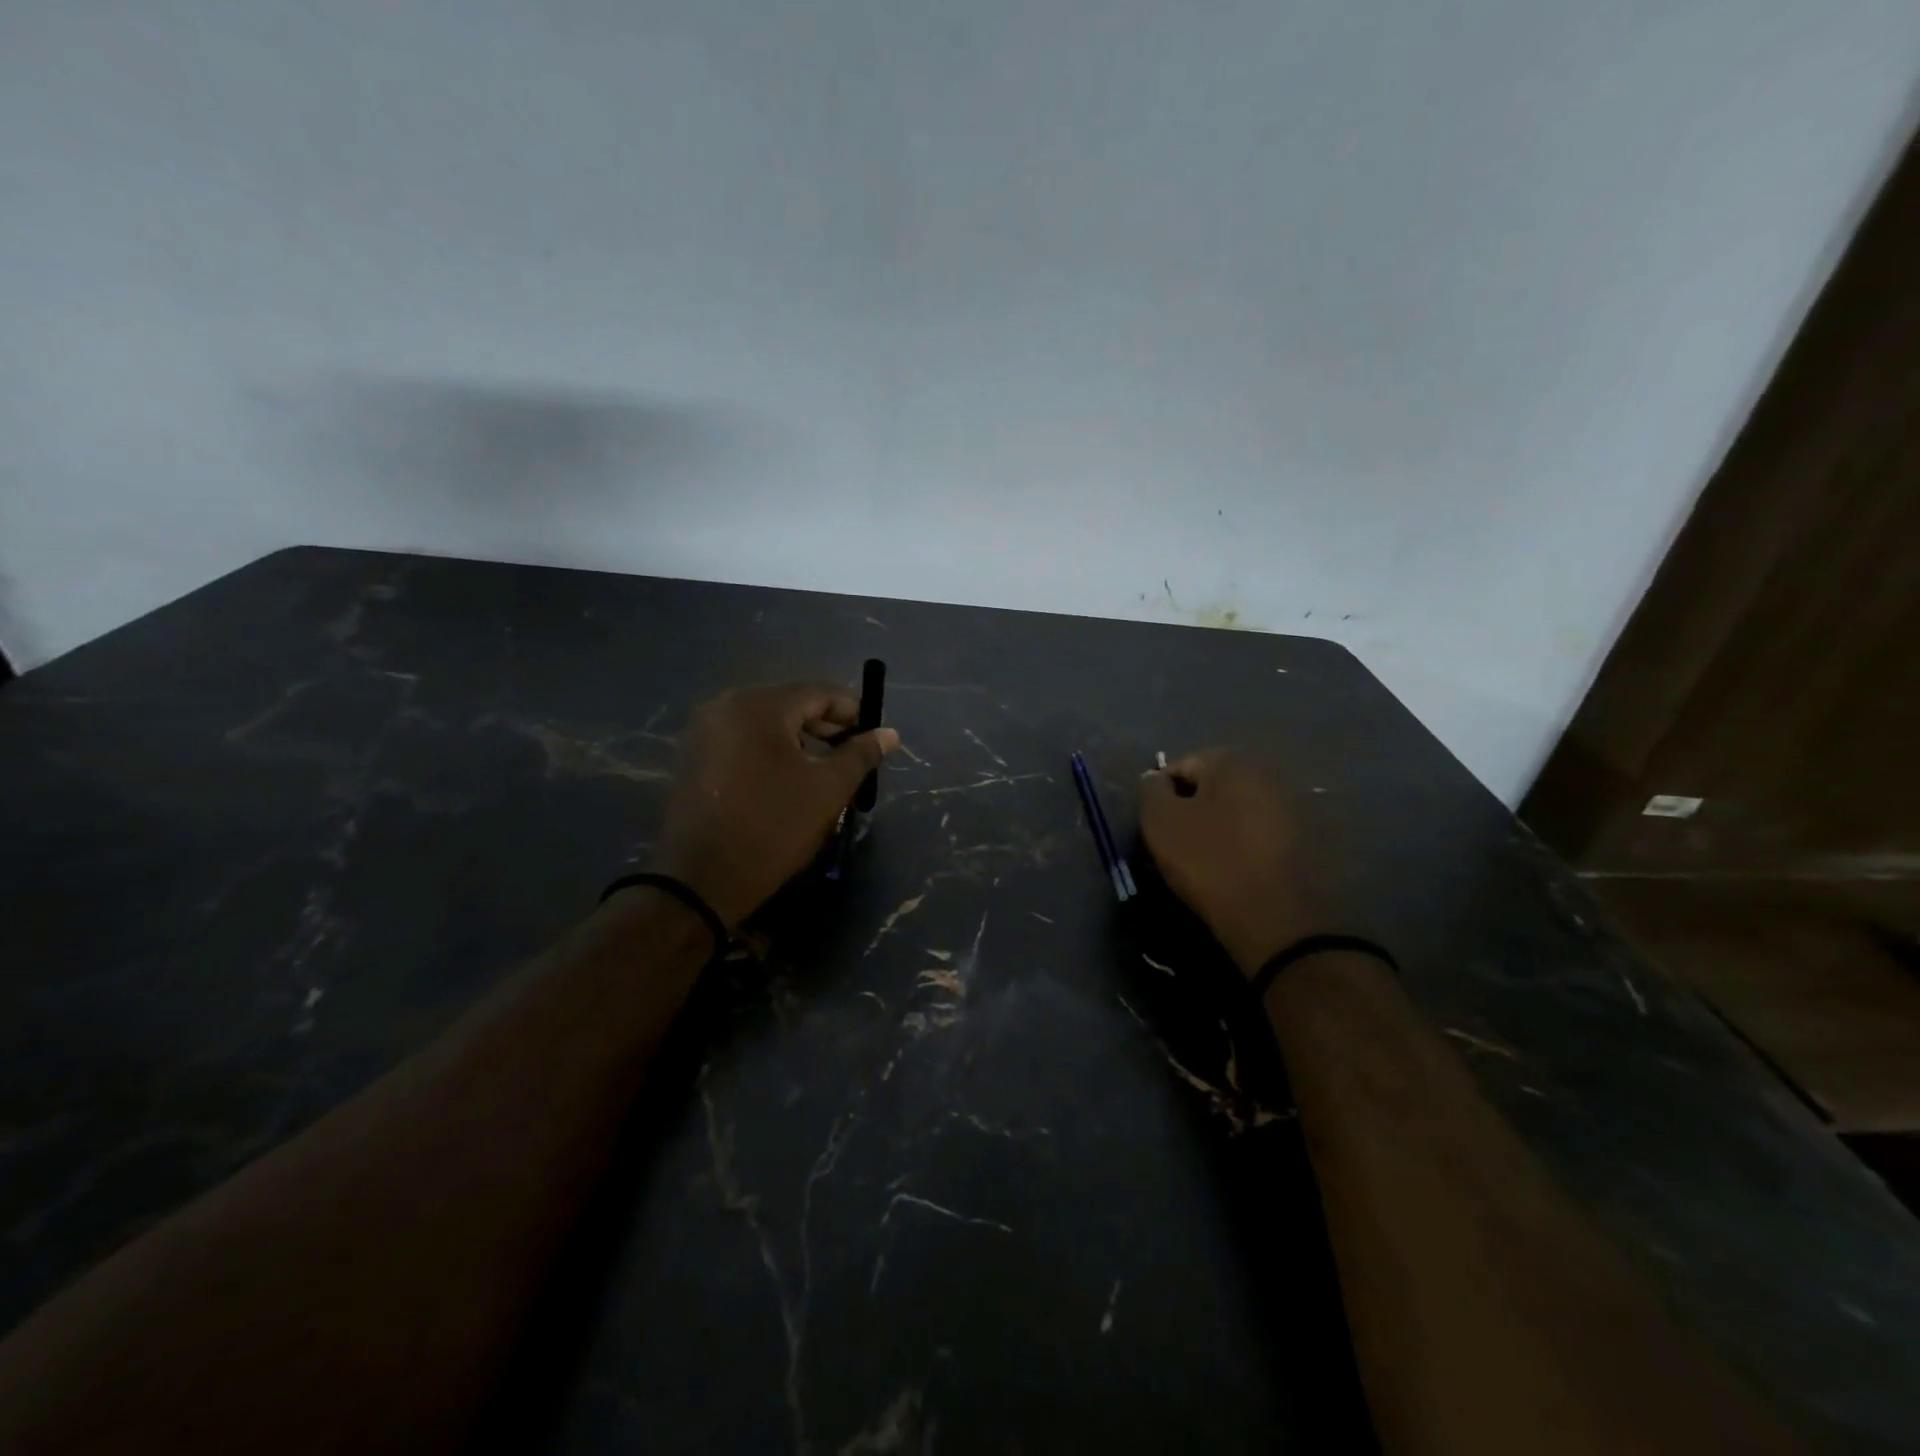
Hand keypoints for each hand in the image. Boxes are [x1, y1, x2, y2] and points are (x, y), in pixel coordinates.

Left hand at [650, 683, 899, 927]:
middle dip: (825, 727)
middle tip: (852, 757)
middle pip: (790, 703)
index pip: (820, 692)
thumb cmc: (773, 827)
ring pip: (765, 722)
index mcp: (759, 705)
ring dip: (798, 740)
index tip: (873, 738)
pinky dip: (769, 751)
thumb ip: (860, 755)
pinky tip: (785, 779)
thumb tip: (889, 734)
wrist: (701, 880)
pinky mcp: (692, 756)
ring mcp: (703, 730)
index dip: (853, 712)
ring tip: (822, 771)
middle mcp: (726, 705)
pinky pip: (742, 739)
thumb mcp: (828, 790)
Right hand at [1138, 749, 1340, 975]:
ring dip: (1224, 827)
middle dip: (1196, 810)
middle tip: (1182, 847)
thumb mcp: (1161, 823)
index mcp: (1232, 761)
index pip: (1180, 767)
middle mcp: (1269, 772)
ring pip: (1240, 810)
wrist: (1279, 920)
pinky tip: (1242, 870)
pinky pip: (1264, 833)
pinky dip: (1249, 845)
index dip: (1163, 798)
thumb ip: (1151, 790)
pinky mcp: (1313, 838)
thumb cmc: (1211, 862)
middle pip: (1214, 787)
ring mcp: (1295, 805)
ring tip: (1211, 862)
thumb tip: (1156, 779)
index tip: (1159, 831)